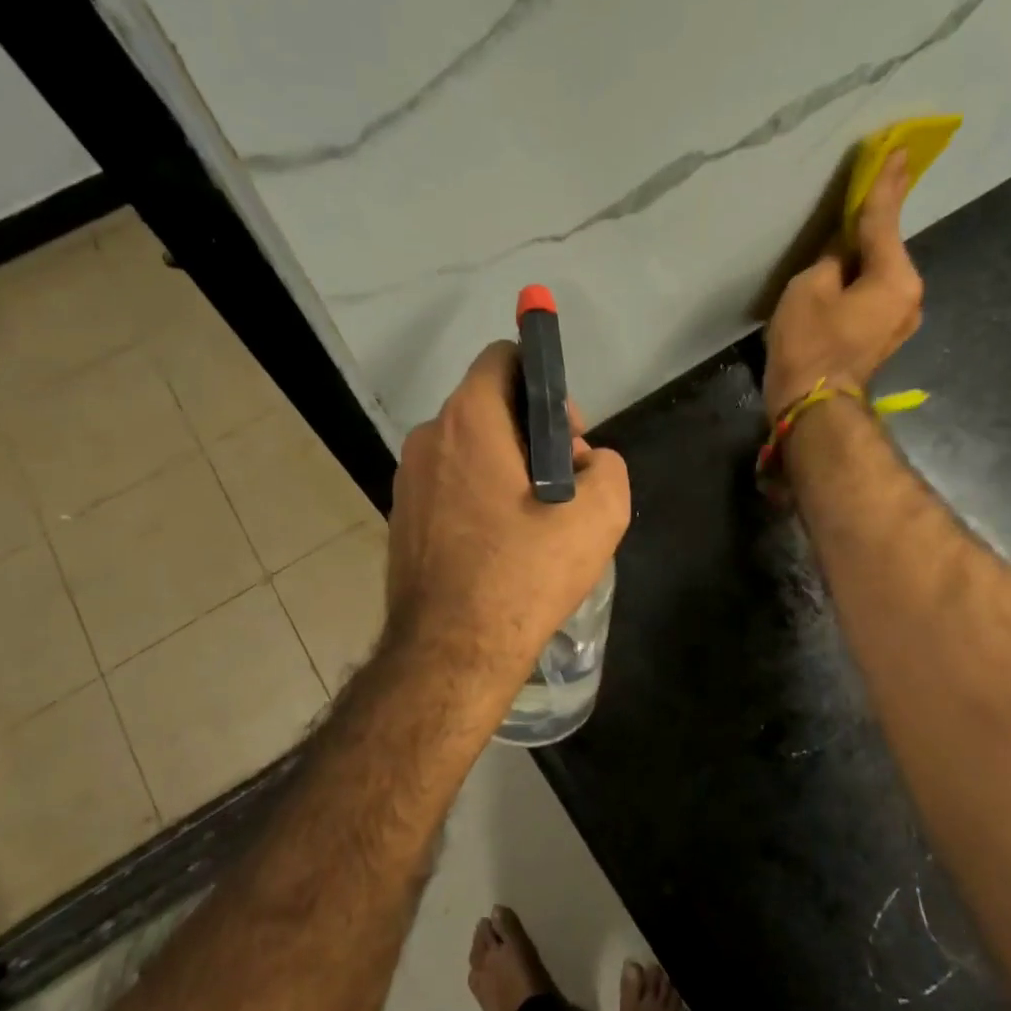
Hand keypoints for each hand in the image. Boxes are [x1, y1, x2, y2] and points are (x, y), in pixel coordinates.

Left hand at [385, 342, 629, 689]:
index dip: (545, 384)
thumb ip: (609, 467)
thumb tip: (586, 465)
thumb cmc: (526, 572)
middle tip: (564, 488)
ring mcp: (407, 481)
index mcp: (469, 420)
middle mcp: (427, 438)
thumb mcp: (601, 514)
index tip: (567, 436)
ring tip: (537, 524)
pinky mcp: (401, 520)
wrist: (452, 651)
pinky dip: (480, 499)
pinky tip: (503, 547)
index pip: (503, 359)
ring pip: (470, 451)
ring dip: (508, 470)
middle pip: (490, 408)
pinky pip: (450, 487)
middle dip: (534, 434)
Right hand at [762, 149, 922, 416]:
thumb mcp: (810, 288)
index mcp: (895, 277)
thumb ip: (831, 259)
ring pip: (878, 276)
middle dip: (869, 229)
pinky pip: (872, 297)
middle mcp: (908, 296)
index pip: (884, 220)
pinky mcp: (882, 339)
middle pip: (884, 250)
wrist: (813, 407)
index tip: (898, 152)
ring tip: (838, 248)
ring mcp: (899, 321)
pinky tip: (840, 282)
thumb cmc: (810, 344)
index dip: (885, 184)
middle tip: (860, 196)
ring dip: (860, 261)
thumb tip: (841, 255)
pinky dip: (858, 285)